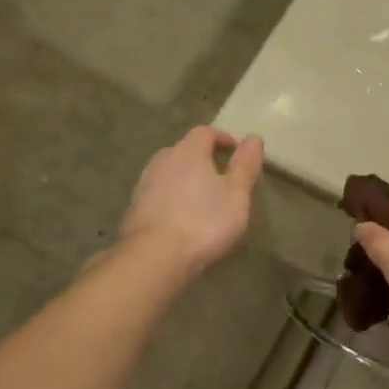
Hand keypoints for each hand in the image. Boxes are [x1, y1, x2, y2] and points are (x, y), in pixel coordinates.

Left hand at [119, 127, 264, 275]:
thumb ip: (245, 165)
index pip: (205, 132)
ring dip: (185, 179)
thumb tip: (254, 137)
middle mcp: (162, 160)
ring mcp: (144, 183)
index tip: (236, 152)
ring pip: (168, 172)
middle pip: (184, 150)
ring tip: (201, 199)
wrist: (155, 257)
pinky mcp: (134, 207)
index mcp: (188, 151)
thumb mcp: (236, 194)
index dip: (222, 139)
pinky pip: (157, 193)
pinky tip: (180, 218)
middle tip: (220, 177)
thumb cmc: (204, 221)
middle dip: (202, 158)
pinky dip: (171, 198)